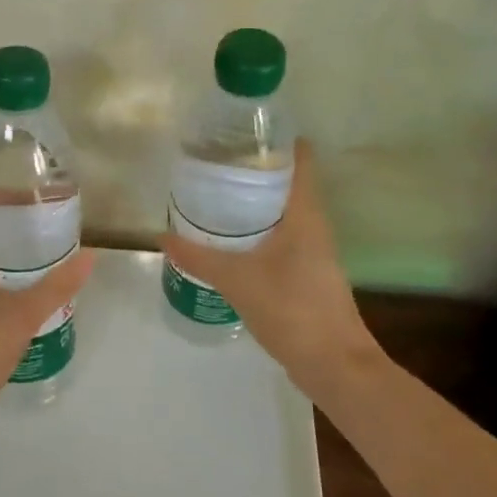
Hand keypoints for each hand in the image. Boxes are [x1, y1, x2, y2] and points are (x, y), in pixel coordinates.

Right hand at [161, 140, 378, 399]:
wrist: (334, 364)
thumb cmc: (291, 309)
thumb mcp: (237, 280)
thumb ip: (199, 256)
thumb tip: (163, 236)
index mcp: (306, 214)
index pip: (300, 160)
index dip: (277, 140)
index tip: (242, 131)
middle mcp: (314, 226)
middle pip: (288, 183)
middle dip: (255, 170)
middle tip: (215, 161)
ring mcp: (313, 251)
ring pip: (283, 213)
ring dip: (255, 202)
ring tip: (216, 195)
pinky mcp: (307, 274)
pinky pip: (281, 238)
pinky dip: (258, 231)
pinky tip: (231, 241)